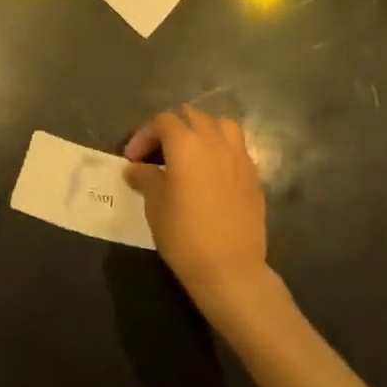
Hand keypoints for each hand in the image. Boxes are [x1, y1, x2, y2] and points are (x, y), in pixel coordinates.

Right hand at [124, 106, 268, 316]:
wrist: (231, 270)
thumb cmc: (185, 234)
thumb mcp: (155, 204)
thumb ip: (145, 178)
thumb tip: (135, 168)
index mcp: (185, 142)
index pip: (162, 121)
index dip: (144, 135)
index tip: (133, 159)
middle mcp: (214, 140)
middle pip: (192, 116)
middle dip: (172, 128)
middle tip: (159, 151)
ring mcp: (238, 157)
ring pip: (221, 125)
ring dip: (203, 131)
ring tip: (192, 152)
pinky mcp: (254, 177)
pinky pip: (236, 149)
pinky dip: (222, 150)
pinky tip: (213, 172)